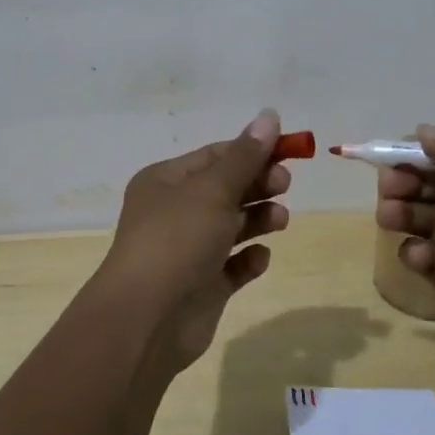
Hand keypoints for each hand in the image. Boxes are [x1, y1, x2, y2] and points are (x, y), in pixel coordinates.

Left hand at [99, 109, 291, 373]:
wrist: (146, 320)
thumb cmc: (177, 240)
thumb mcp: (213, 190)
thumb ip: (246, 156)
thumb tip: (270, 115)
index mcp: (166, 181)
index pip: (215, 156)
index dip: (251, 150)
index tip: (289, 151)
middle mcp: (175, 212)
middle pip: (225, 189)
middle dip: (257, 184)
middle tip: (284, 184)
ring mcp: (188, 251)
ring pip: (231, 226)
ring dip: (258, 218)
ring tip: (280, 220)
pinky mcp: (202, 287)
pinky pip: (233, 266)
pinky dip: (248, 259)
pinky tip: (259, 257)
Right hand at [375, 123, 434, 399]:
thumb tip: (424, 131)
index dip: (431, 152)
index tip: (397, 151)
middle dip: (412, 180)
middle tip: (387, 183)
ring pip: (431, 219)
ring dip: (406, 211)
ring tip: (388, 216)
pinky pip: (429, 258)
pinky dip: (416, 252)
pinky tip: (417, 256)